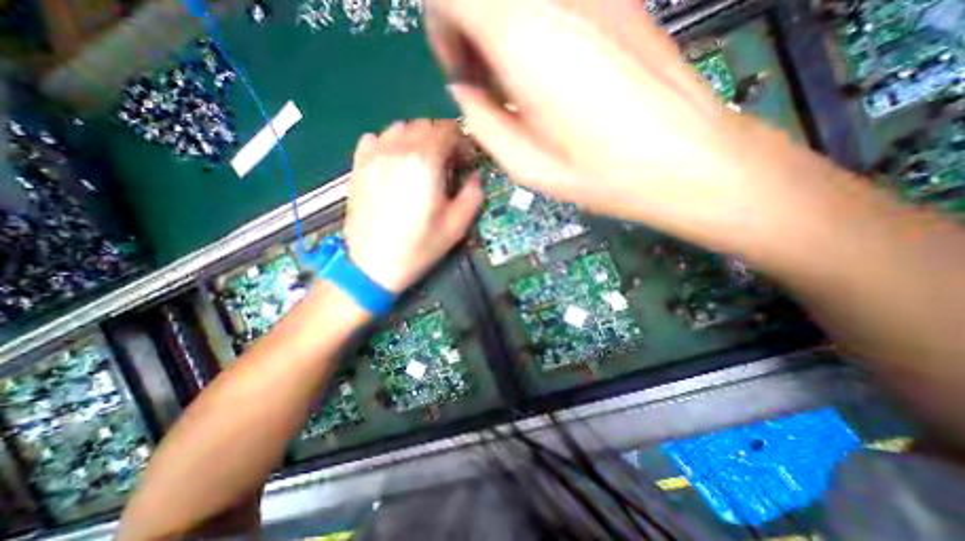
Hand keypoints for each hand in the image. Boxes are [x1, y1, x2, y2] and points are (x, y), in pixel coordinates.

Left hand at [344, 121, 482, 293]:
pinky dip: (391, 144)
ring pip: (400, 128)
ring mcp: (374, 155)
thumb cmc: (419, 246)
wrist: (373, 264)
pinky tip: (395, 163)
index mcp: (425, 162)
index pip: (448, 130)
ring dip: (417, 139)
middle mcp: (398, 149)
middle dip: (441, 139)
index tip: (465, 160)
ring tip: (422, 163)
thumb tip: (475, 176)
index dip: (462, 142)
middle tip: (447, 164)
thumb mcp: (457, 225)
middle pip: (425, 125)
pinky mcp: (358, 165)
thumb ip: (473, 194)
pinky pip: (376, 138)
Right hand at [425, 1, 777, 239]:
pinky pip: (554, 3)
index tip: (459, 71)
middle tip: (484, 80)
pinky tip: (549, 71)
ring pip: (520, 0)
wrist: (681, 159)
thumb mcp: (525, 165)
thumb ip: (482, 122)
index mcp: (524, 39)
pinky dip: (534, 27)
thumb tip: (463, 91)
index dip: (441, 26)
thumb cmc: (599, 172)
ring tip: (516, 82)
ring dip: (502, 30)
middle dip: (470, 29)